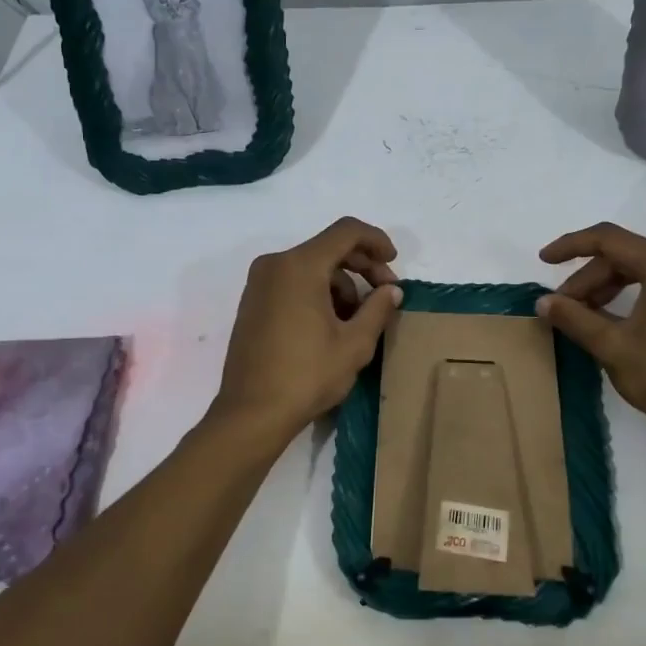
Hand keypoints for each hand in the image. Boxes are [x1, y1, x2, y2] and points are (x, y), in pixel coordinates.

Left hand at [211, 218, 403, 444]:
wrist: (252, 413)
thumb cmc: (307, 375)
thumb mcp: (354, 344)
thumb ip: (378, 309)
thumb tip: (392, 291)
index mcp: (300, 266)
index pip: (346, 231)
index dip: (376, 241)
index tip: (394, 264)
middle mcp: (275, 265)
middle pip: (328, 248)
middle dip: (362, 266)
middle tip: (385, 295)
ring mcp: (259, 283)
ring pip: (311, 267)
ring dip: (341, 284)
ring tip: (358, 320)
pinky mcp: (253, 303)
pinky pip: (292, 283)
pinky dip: (317, 292)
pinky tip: (332, 325)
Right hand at [537, 222, 645, 443]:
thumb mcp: (613, 346)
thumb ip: (574, 318)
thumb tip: (543, 302)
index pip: (609, 239)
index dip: (571, 246)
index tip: (543, 260)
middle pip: (625, 256)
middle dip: (588, 278)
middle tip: (563, 307)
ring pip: (641, 272)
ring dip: (607, 289)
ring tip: (582, 316)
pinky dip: (629, 298)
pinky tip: (612, 323)